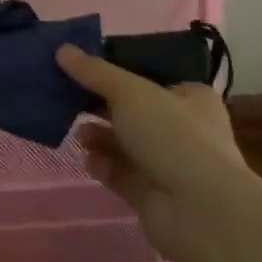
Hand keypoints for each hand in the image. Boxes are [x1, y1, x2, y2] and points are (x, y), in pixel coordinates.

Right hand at [56, 45, 243, 249]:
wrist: (199, 211)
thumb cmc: (172, 136)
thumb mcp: (130, 92)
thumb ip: (94, 72)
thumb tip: (62, 49)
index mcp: (190, 97)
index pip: (150, 78)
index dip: (117, 72)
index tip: (83, 69)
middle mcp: (183, 129)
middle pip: (132, 111)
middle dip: (100, 106)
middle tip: (68, 99)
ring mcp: (168, 164)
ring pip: (124, 143)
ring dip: (99, 136)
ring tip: (78, 134)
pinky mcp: (151, 194)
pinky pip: (120, 173)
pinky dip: (103, 165)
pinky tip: (88, 160)